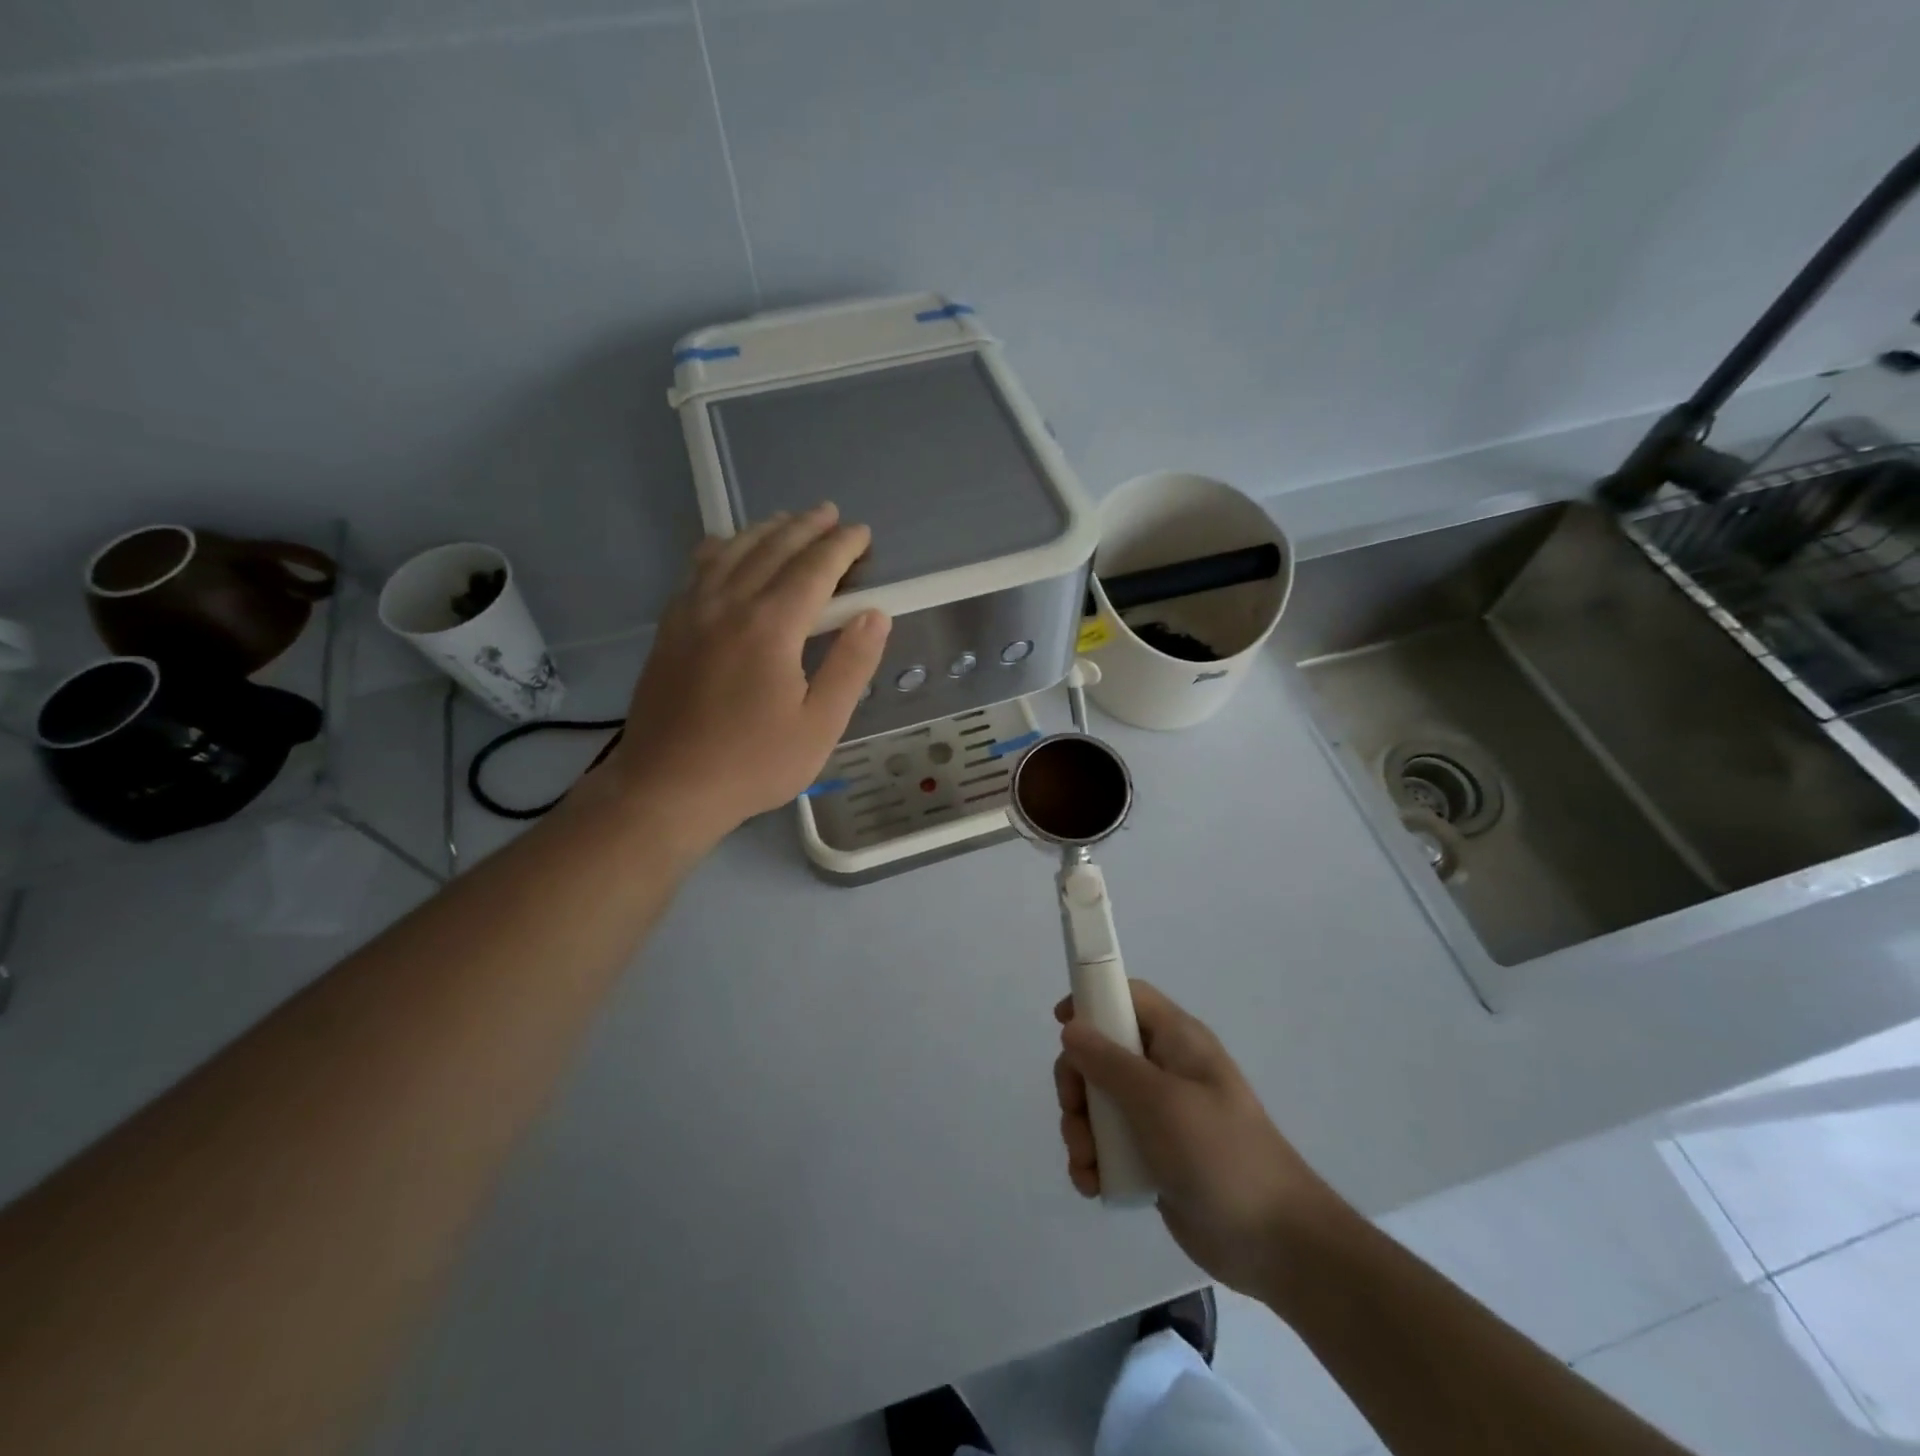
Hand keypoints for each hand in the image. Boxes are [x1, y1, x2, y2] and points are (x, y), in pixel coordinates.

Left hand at [600, 502, 889, 845]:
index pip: (814, 568)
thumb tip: (875, 615)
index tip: (863, 534)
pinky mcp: (670, 627)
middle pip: (772, 548)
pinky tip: (728, 550)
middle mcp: (729, 604)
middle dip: (806, 527)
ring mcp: (692, 612)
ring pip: (731, 551)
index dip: (842, 547)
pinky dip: (722, 548)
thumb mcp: (820, 725)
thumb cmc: (753, 764)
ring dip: (764, 530)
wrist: (667, 788)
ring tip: (787, 521)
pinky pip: (698, 569)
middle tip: (832, 516)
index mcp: (770, 626)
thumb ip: (851, 665)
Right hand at [1053, 981, 1344, 1299]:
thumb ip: (1109, 1062)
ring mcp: (1160, 1115)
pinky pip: (1109, 1143)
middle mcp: (1166, 1070)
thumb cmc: (1219, 1154)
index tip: (1060, 1026)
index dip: (1092, 1001)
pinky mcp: (1154, 1155)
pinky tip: (1093, 1185)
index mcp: (1178, 1041)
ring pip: (1098, 1102)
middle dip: (1077, 1084)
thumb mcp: (1159, 1101)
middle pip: (1101, 1052)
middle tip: (1074, 1114)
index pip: (1128, 997)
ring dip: (1081, 1130)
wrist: (1275, 1243)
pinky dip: (1094, 1160)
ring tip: (1086, 1164)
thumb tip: (1071, 1028)